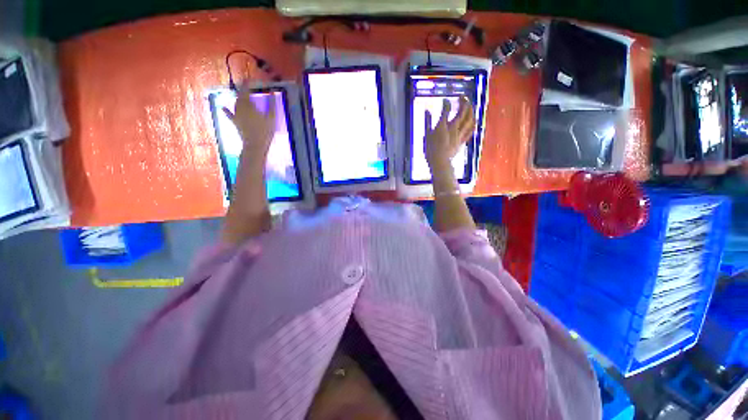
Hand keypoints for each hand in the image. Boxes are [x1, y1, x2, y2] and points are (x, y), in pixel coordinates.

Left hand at [223, 88, 276, 163]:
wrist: (255, 145)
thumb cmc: (265, 131)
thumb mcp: (271, 118)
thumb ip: (271, 105)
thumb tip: (272, 94)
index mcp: (248, 104)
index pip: (246, 90)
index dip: (247, 83)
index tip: (249, 78)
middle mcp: (240, 107)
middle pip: (240, 96)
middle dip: (243, 91)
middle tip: (247, 88)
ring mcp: (236, 115)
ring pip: (236, 103)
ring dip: (238, 98)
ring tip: (242, 96)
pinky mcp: (235, 122)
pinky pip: (229, 115)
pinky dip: (226, 110)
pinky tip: (222, 107)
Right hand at [424, 97, 475, 176]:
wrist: (440, 162)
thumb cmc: (430, 150)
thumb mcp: (426, 135)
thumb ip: (427, 122)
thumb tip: (427, 110)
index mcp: (443, 126)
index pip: (446, 110)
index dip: (446, 103)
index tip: (445, 100)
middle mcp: (453, 128)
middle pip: (462, 112)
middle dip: (463, 102)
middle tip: (462, 97)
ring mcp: (459, 134)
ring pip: (468, 120)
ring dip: (470, 110)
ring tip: (470, 105)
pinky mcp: (462, 141)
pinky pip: (470, 130)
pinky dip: (473, 123)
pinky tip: (474, 119)